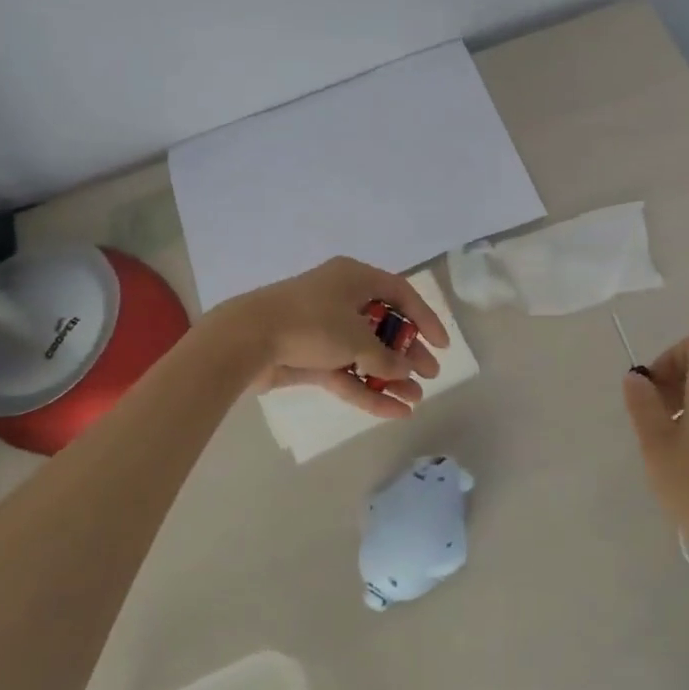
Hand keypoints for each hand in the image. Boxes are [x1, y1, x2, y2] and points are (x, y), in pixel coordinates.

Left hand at [215, 257, 447, 418]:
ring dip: (389, 376)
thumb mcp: (356, 338)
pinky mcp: (310, 357)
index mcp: (354, 279)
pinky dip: (367, 390)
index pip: (400, 293)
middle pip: (384, 326)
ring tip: (414, 399)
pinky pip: (346, 373)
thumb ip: (386, 356)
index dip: (424, 317)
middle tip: (430, 374)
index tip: (441, 344)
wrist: (247, 340)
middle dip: (408, 353)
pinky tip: (392, 411)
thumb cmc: (310, 323)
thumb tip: (406, 369)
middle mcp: (341, 300)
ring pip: (365, 354)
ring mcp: (324, 330)